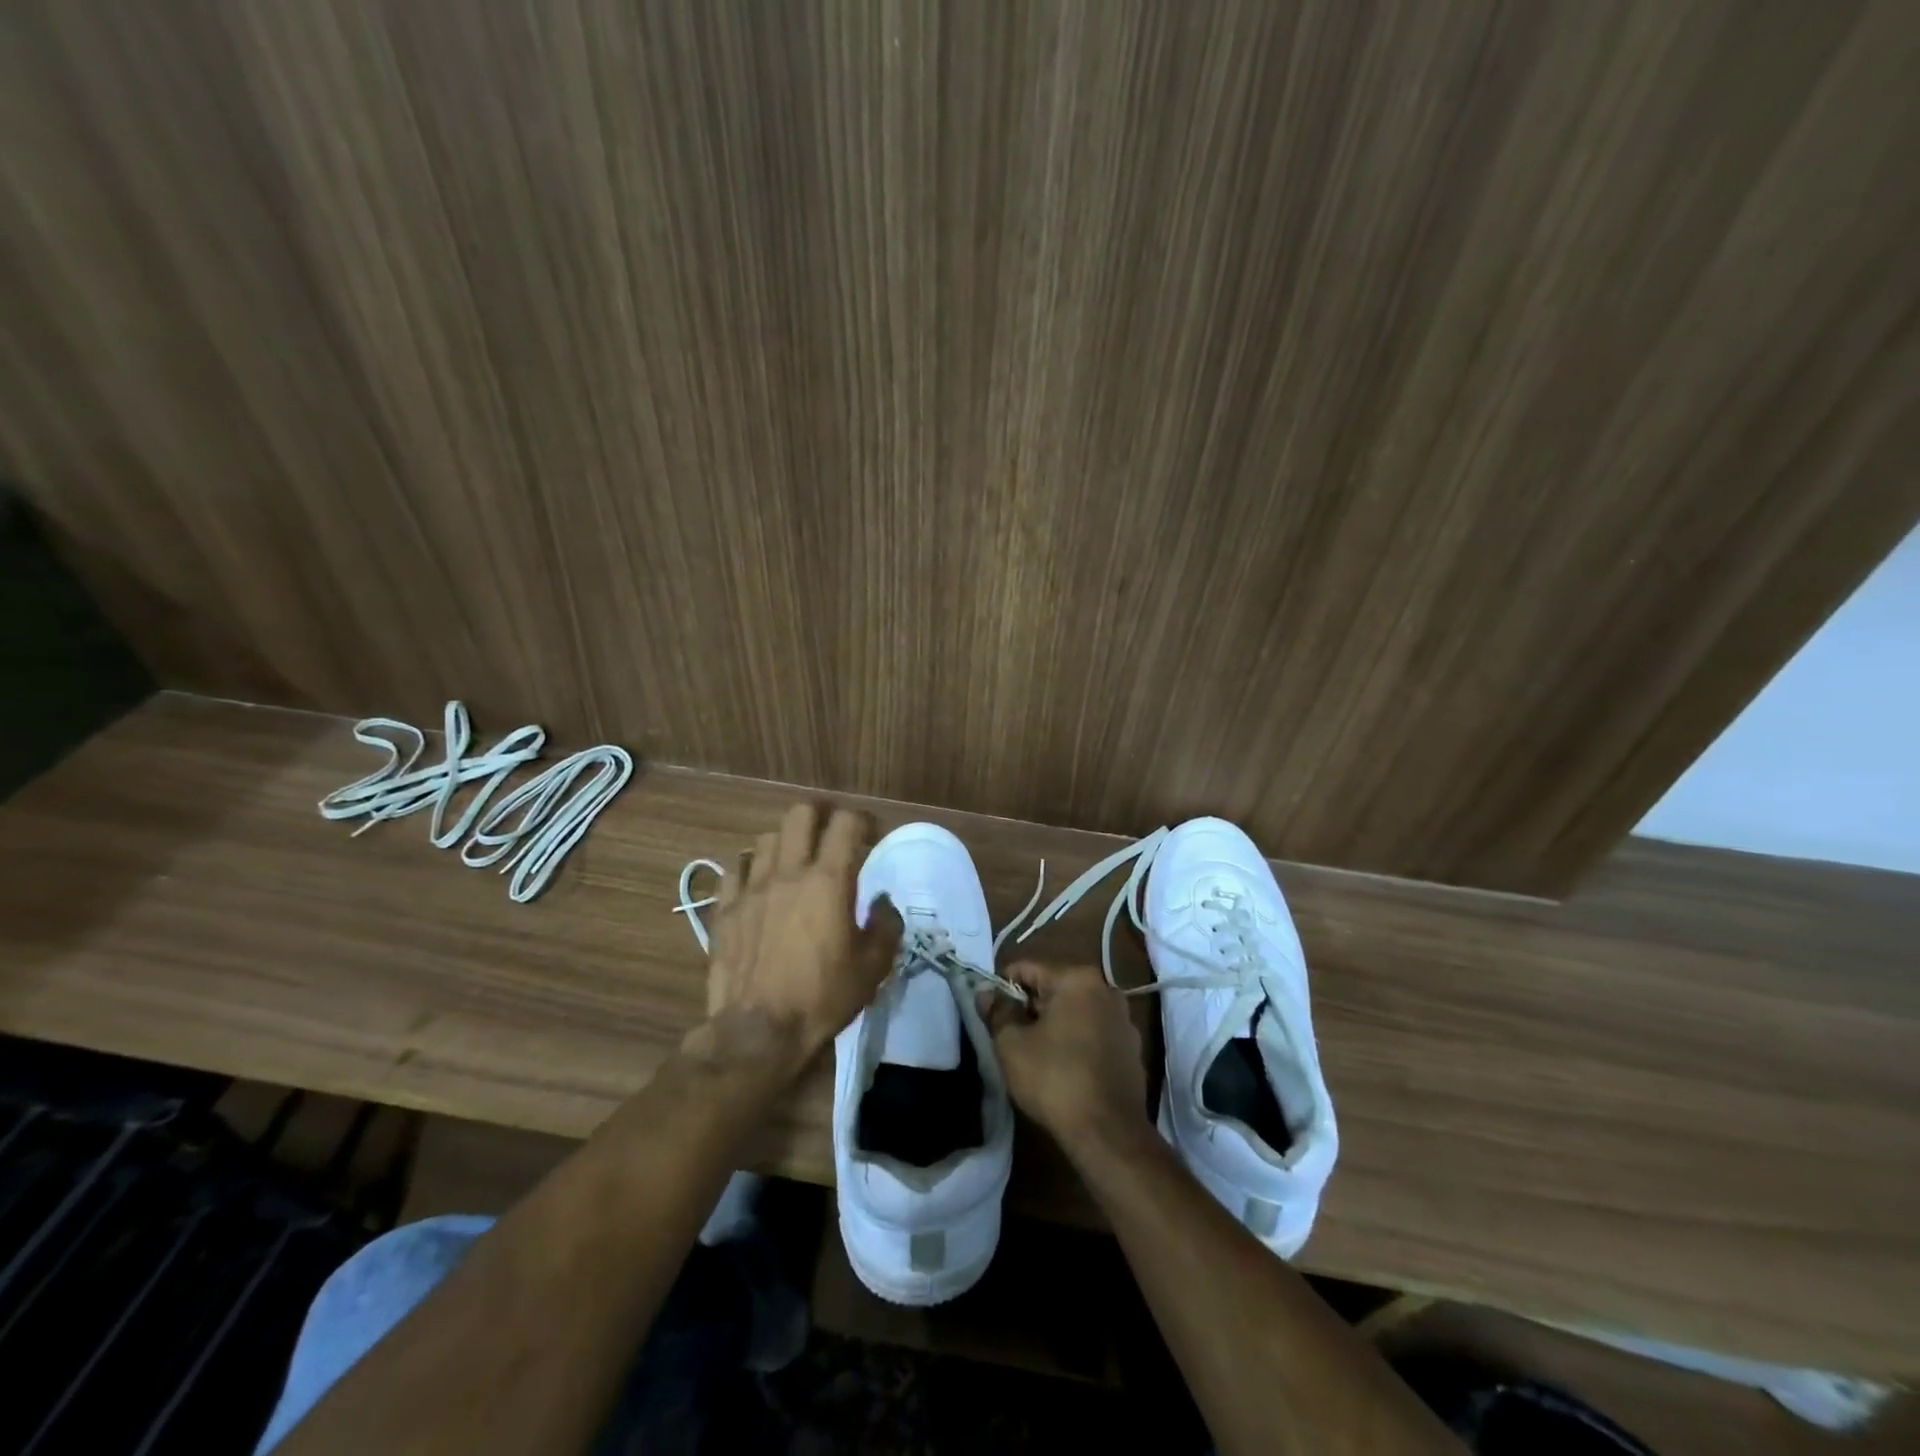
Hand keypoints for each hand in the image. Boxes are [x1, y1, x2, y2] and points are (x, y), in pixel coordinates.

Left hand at [705, 802, 902, 1065]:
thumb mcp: (872, 967)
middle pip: (800, 814)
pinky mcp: (726, 909)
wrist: (758, 1032)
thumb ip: (886, 925)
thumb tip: (882, 902)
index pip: (846, 823)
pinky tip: (758, 883)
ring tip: (794, 861)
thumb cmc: (822, 997)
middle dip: (820, 815)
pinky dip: (750, 867)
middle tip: (831, 835)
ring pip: (766, 838)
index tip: (871, 834)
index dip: (862, 820)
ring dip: (785, 842)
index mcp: (828, 881)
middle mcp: (788, 872)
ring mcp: (751, 888)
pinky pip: (735, 869)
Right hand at [979, 961, 1148, 1156]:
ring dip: (1053, 1025)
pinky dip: (1076, 1041)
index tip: (990, 1014)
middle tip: (1010, 1038)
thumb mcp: (1012, 1045)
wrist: (1109, 1133)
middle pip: (1053, 987)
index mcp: (1077, 978)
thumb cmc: (1055, 1079)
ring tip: (1036, 1055)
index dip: (1002, 988)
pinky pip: (1093, 1032)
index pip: (1027, 968)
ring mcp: (1123, 1019)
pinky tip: (1064, 1069)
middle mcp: (1105, 988)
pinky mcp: (1132, 1048)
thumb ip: (997, 1012)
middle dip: (1029, 1008)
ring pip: (1074, 1010)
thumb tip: (986, 992)